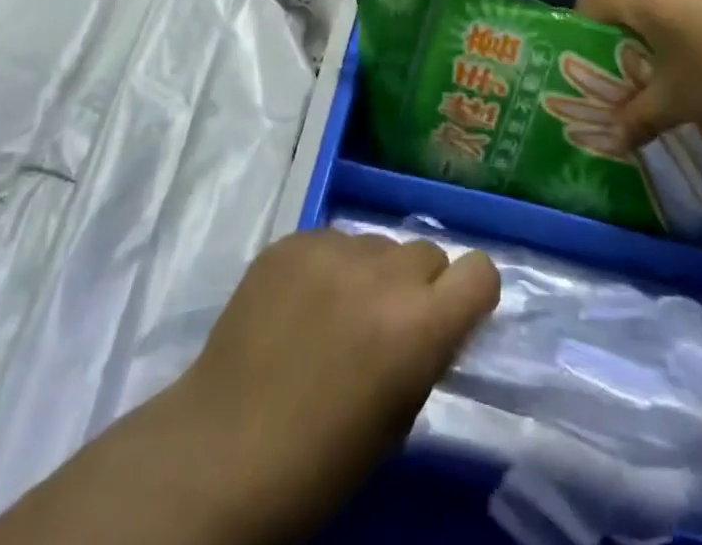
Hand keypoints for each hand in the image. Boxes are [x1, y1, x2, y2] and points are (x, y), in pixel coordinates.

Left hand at [169, 227, 500, 541]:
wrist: (222, 450)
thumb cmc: (320, 461)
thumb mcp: (398, 418)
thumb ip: (426, 354)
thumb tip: (433, 320)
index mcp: (418, 325)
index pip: (480, 271)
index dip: (471, 294)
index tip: (452, 316)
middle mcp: (382, 272)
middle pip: (426, 253)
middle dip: (417, 286)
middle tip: (386, 323)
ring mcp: (331, 248)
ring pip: (377, 244)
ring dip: (371, 273)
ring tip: (335, 313)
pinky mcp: (291, 240)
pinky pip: (331, 241)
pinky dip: (327, 267)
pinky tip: (299, 305)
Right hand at [576, 0, 701, 162]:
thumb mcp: (678, 103)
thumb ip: (639, 119)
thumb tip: (612, 139)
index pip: (590, 2)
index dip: (580, 33)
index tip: (586, 67)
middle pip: (627, 6)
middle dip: (623, 43)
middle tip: (626, 81)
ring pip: (665, 8)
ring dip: (660, 39)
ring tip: (670, 79)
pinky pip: (697, 9)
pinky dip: (693, 34)